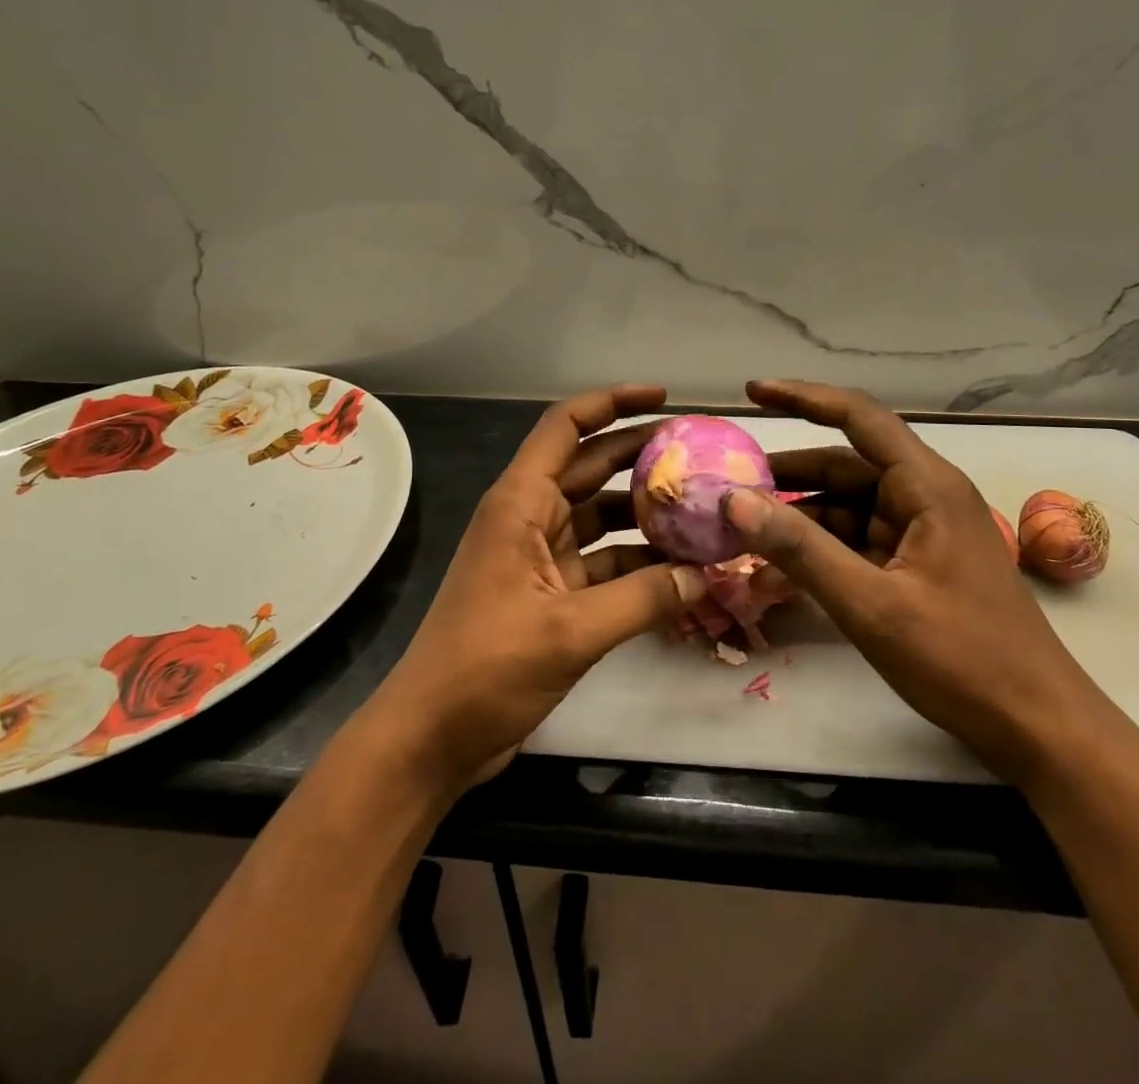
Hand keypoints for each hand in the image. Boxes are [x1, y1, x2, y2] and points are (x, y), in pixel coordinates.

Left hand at [361, 385, 703, 796]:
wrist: (432, 739)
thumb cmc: (486, 668)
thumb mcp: (570, 631)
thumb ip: (643, 599)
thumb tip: (707, 575)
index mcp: (520, 504)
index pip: (565, 427)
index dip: (612, 403)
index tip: (663, 400)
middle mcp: (530, 518)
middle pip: (591, 467)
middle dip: (642, 456)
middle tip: (701, 454)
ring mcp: (540, 557)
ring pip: (601, 518)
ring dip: (645, 515)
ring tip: (702, 512)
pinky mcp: (551, 594)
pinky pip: (603, 564)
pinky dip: (638, 565)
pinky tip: (681, 574)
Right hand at [727, 380, 1111, 785]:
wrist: (1039, 727)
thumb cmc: (962, 659)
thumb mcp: (871, 605)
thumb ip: (801, 549)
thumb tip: (735, 500)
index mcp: (927, 486)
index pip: (858, 417)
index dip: (802, 398)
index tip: (751, 393)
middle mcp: (926, 496)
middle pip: (846, 464)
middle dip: (789, 472)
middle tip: (731, 482)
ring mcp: (924, 531)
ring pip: (849, 505)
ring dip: (801, 514)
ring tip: (745, 527)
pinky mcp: (919, 564)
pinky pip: (860, 539)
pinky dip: (822, 546)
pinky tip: (782, 565)